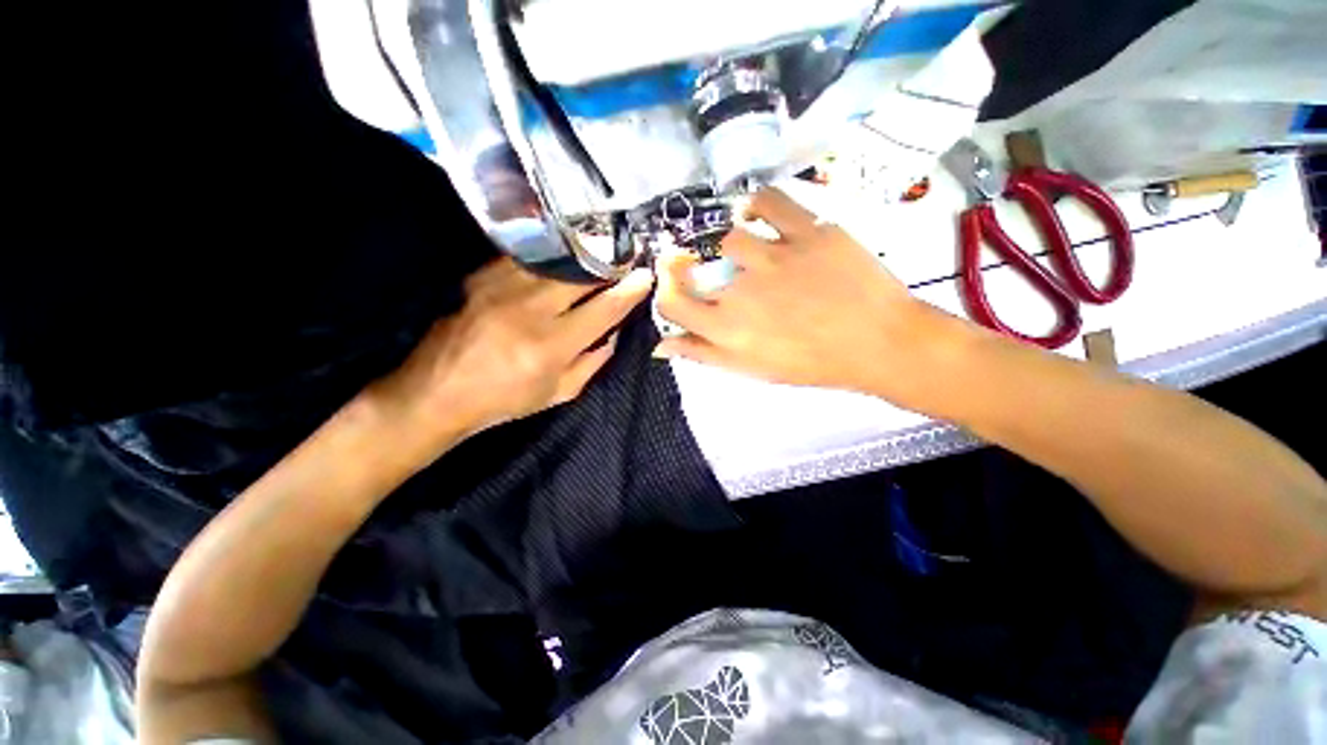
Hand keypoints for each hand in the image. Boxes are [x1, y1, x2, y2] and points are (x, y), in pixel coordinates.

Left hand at [373, 258, 652, 449]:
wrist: (437, 391)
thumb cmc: (504, 400)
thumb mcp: (559, 392)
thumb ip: (593, 362)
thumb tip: (614, 334)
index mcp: (551, 345)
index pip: (604, 309)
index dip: (630, 291)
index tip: (646, 276)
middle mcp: (530, 309)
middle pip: (582, 275)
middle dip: (609, 265)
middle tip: (625, 260)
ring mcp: (502, 287)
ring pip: (557, 262)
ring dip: (583, 260)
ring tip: (598, 258)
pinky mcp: (481, 277)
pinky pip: (529, 260)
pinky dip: (552, 261)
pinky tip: (561, 264)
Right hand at [654, 188, 949, 401]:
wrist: (880, 343)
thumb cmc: (813, 363)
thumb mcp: (753, 369)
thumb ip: (704, 355)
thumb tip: (661, 346)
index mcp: (728, 330)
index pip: (673, 305)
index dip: (665, 293)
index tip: (673, 286)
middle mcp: (742, 293)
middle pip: (691, 269)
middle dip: (683, 266)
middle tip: (695, 264)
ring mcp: (774, 258)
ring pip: (730, 237)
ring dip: (732, 246)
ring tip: (751, 253)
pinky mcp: (808, 231)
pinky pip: (771, 201)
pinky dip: (758, 202)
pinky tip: (758, 213)